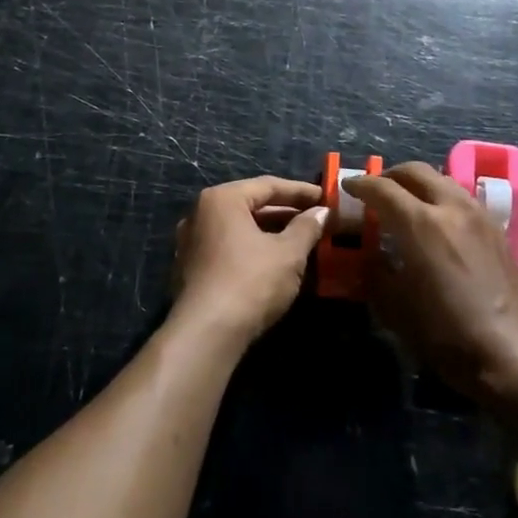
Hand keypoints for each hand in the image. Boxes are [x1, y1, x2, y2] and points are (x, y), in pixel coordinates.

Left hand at [172, 176, 328, 344]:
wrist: (207, 332)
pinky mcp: (192, 268)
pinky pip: (229, 247)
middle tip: (317, 219)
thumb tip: (321, 212)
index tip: (326, 197)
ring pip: (240, 228)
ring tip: (302, 240)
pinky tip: (276, 261)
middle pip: (251, 205)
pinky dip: (253, 248)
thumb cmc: (251, 281)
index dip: (301, 192)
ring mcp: (192, 241)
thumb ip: (307, 227)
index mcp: (222, 199)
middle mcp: (200, 213)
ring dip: (271, 232)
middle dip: (286, 213)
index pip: (268, 185)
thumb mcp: (288, 253)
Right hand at [344, 162, 517, 399]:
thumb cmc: (446, 334)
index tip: (347, 187)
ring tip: (404, 203)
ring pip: (442, 180)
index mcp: (420, 224)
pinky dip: (440, 198)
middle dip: (390, 175)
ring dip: (418, 184)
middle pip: (416, 171)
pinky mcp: (497, 230)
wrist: (513, 354)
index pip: (383, 188)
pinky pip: (461, 198)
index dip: (360, 184)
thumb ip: (375, 270)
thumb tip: (369, 253)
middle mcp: (451, 208)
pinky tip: (435, 222)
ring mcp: (479, 216)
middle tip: (375, 189)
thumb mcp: (394, 307)